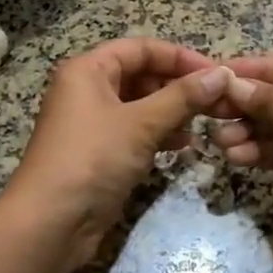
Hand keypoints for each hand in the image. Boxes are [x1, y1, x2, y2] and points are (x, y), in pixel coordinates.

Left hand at [7, 39, 232, 272]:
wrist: (50, 224)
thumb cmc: (92, 159)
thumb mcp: (141, 124)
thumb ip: (183, 97)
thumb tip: (222, 74)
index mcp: (87, 70)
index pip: (141, 48)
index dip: (179, 57)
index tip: (216, 72)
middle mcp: (86, 89)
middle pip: (140, 74)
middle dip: (178, 86)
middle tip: (215, 100)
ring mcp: (91, 123)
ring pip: (140, 105)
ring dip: (172, 111)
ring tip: (204, 123)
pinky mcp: (98, 152)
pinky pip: (134, 131)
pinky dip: (159, 134)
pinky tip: (184, 146)